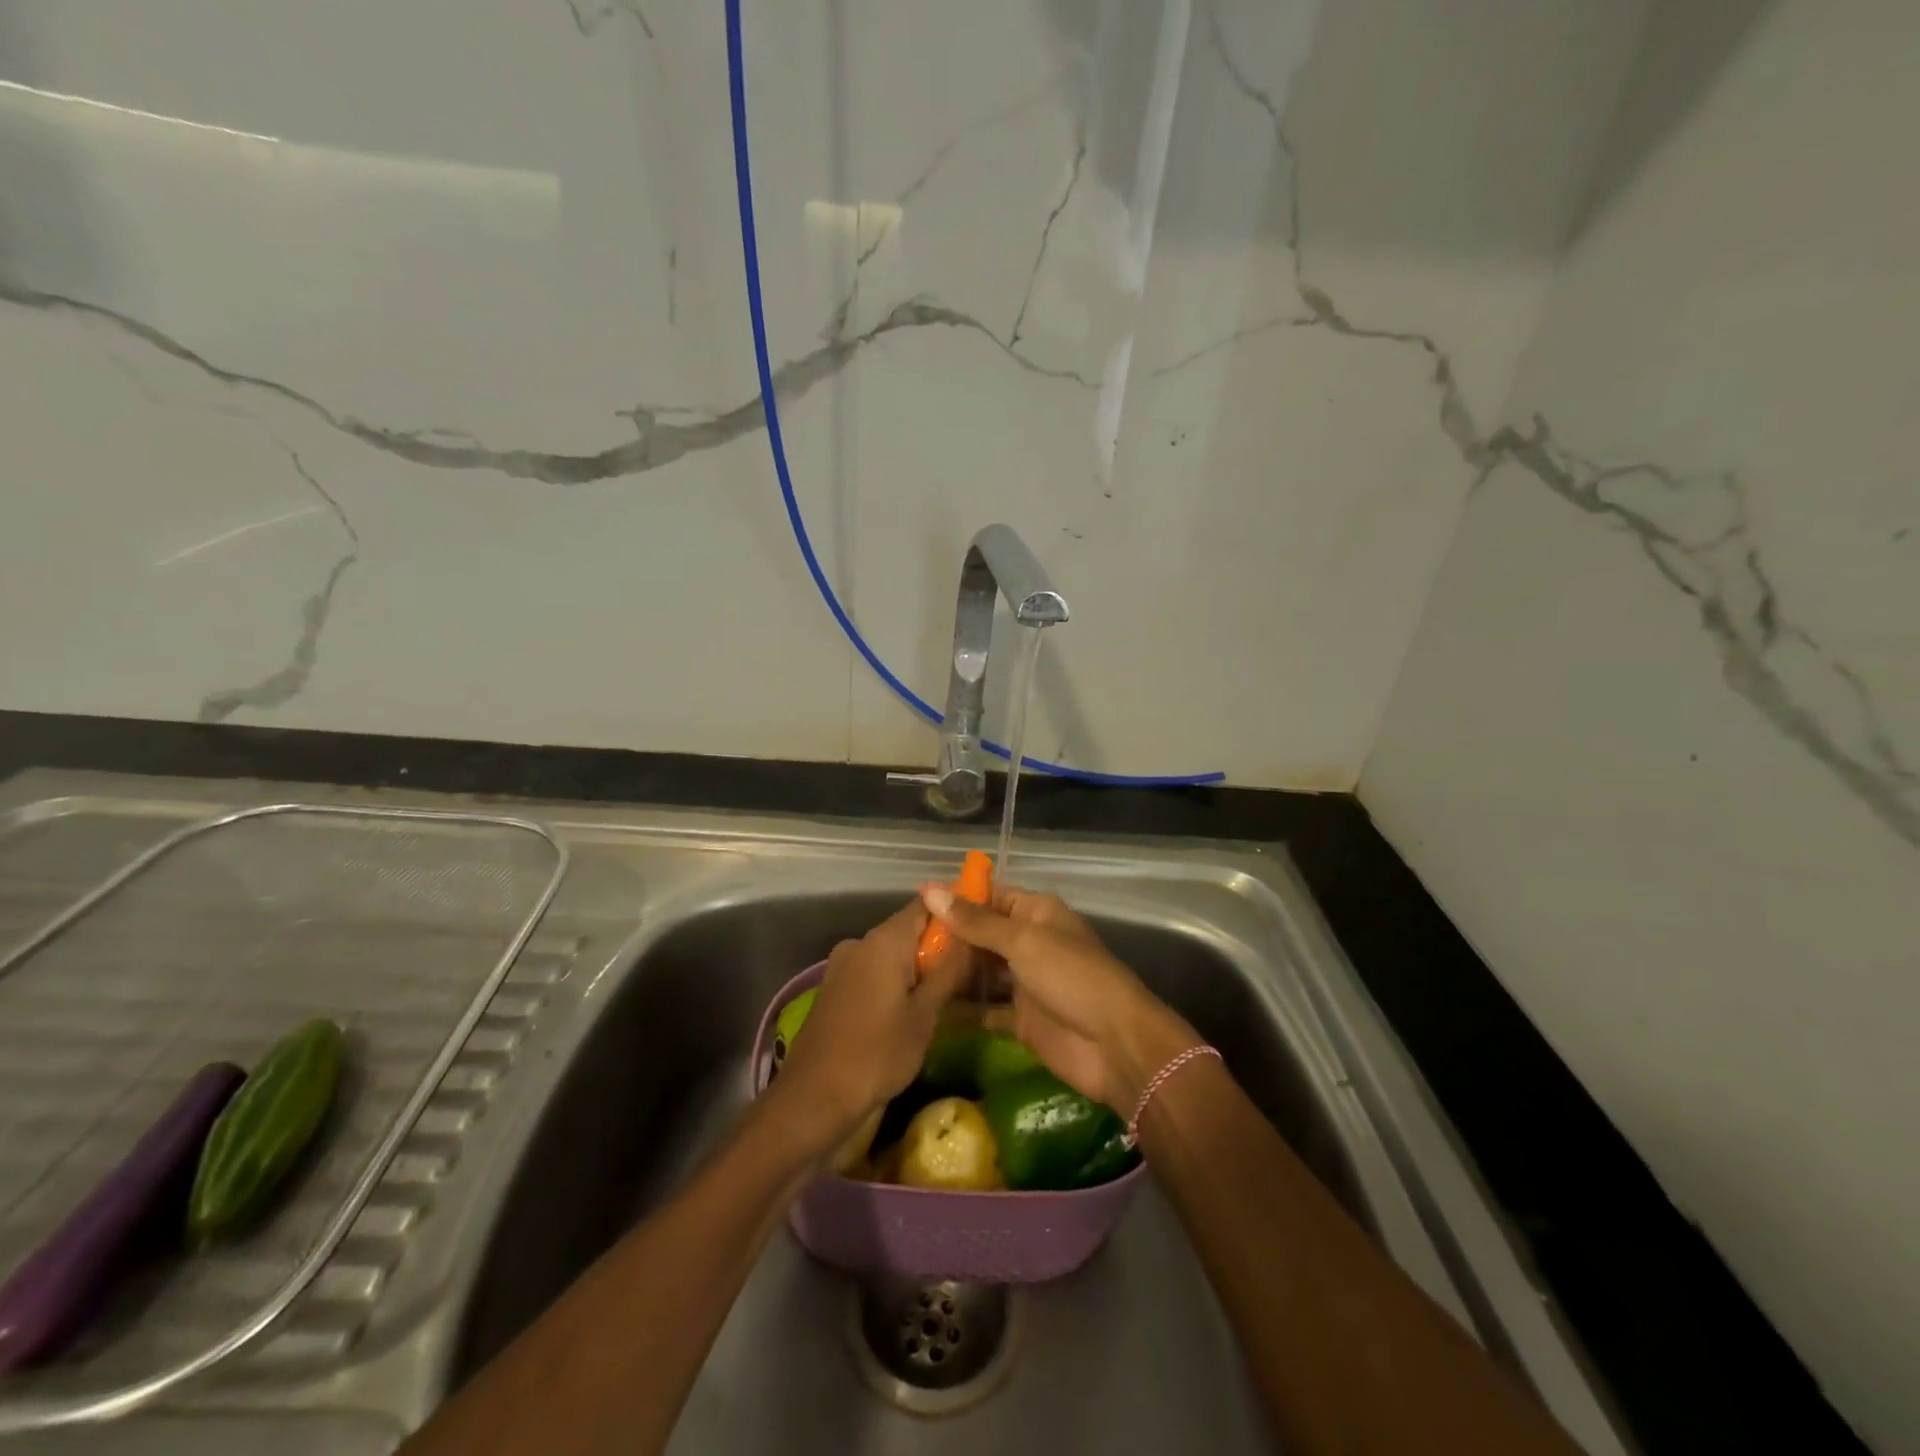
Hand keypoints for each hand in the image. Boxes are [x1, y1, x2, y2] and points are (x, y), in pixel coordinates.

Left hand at [772, 900, 971, 1161]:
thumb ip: (949, 971)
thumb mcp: (925, 1015)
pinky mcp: (835, 986)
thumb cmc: (877, 1054)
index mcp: (885, 940)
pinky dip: (895, 980)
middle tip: (970, 970)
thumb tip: (970, 936)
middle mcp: (861, 941)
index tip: (978, 928)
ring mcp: (843, 963)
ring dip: (917, 966)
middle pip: (908, 928)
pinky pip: (873, 970)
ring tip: (946, 994)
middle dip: (938, 945)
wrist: (813, 1097)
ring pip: (891, 952)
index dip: (954, 912)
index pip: (927, 904)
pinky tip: (911, 1008)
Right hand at [918, 883, 1199, 1113]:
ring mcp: (1025, 982)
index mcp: (1036, 913)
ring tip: (907, 972)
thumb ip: (976, 921)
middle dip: (948, 938)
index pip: (990, 896)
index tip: (915, 903)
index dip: (956, 898)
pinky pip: (984, 1009)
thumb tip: (929, 890)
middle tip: (902, 944)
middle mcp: (1029, 943)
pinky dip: (962, 1009)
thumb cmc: (1072, 978)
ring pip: (981, 971)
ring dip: (952, 972)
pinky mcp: (1020, 1019)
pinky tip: (927, 1008)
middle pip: (982, 934)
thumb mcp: (1023, 942)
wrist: (1116, 1046)